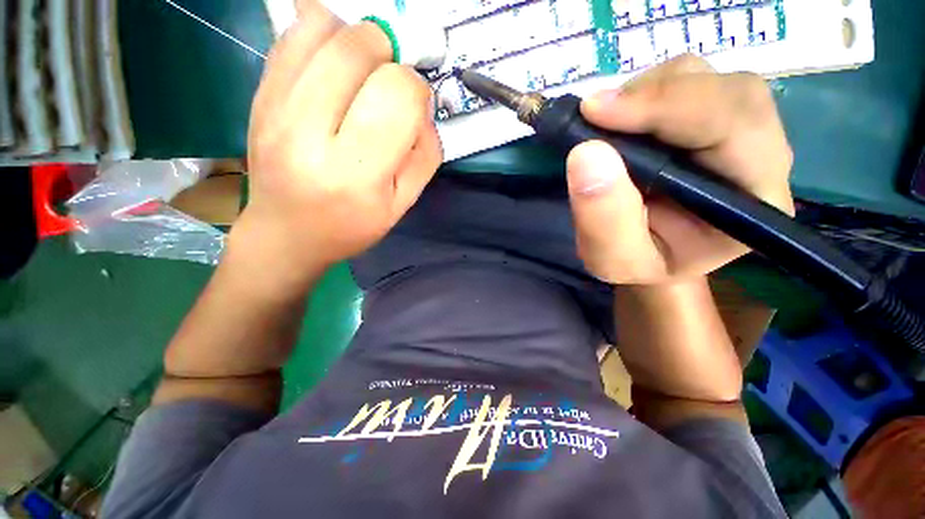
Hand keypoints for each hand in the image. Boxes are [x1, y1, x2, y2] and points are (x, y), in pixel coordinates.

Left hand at [240, 1, 441, 275]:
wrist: (287, 233)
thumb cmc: (351, 225)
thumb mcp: (402, 204)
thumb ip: (425, 156)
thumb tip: (424, 107)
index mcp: (356, 172)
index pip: (398, 95)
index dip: (417, 91)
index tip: (414, 108)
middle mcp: (309, 133)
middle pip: (359, 49)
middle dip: (390, 57)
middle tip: (390, 85)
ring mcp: (275, 107)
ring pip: (324, 28)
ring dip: (357, 41)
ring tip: (362, 74)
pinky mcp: (259, 94)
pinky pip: (293, 33)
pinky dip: (324, 36)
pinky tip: (333, 69)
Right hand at [566, 55, 794, 283]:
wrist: (652, 255)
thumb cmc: (639, 263)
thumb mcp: (613, 259)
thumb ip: (603, 218)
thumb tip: (586, 153)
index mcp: (754, 200)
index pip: (733, 126)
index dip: (666, 108)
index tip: (595, 112)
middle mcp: (762, 155)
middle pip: (726, 89)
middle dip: (654, 96)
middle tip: (593, 116)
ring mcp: (739, 131)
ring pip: (705, 78)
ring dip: (645, 93)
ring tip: (605, 126)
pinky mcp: (712, 118)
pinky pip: (685, 82)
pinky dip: (643, 93)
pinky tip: (621, 122)